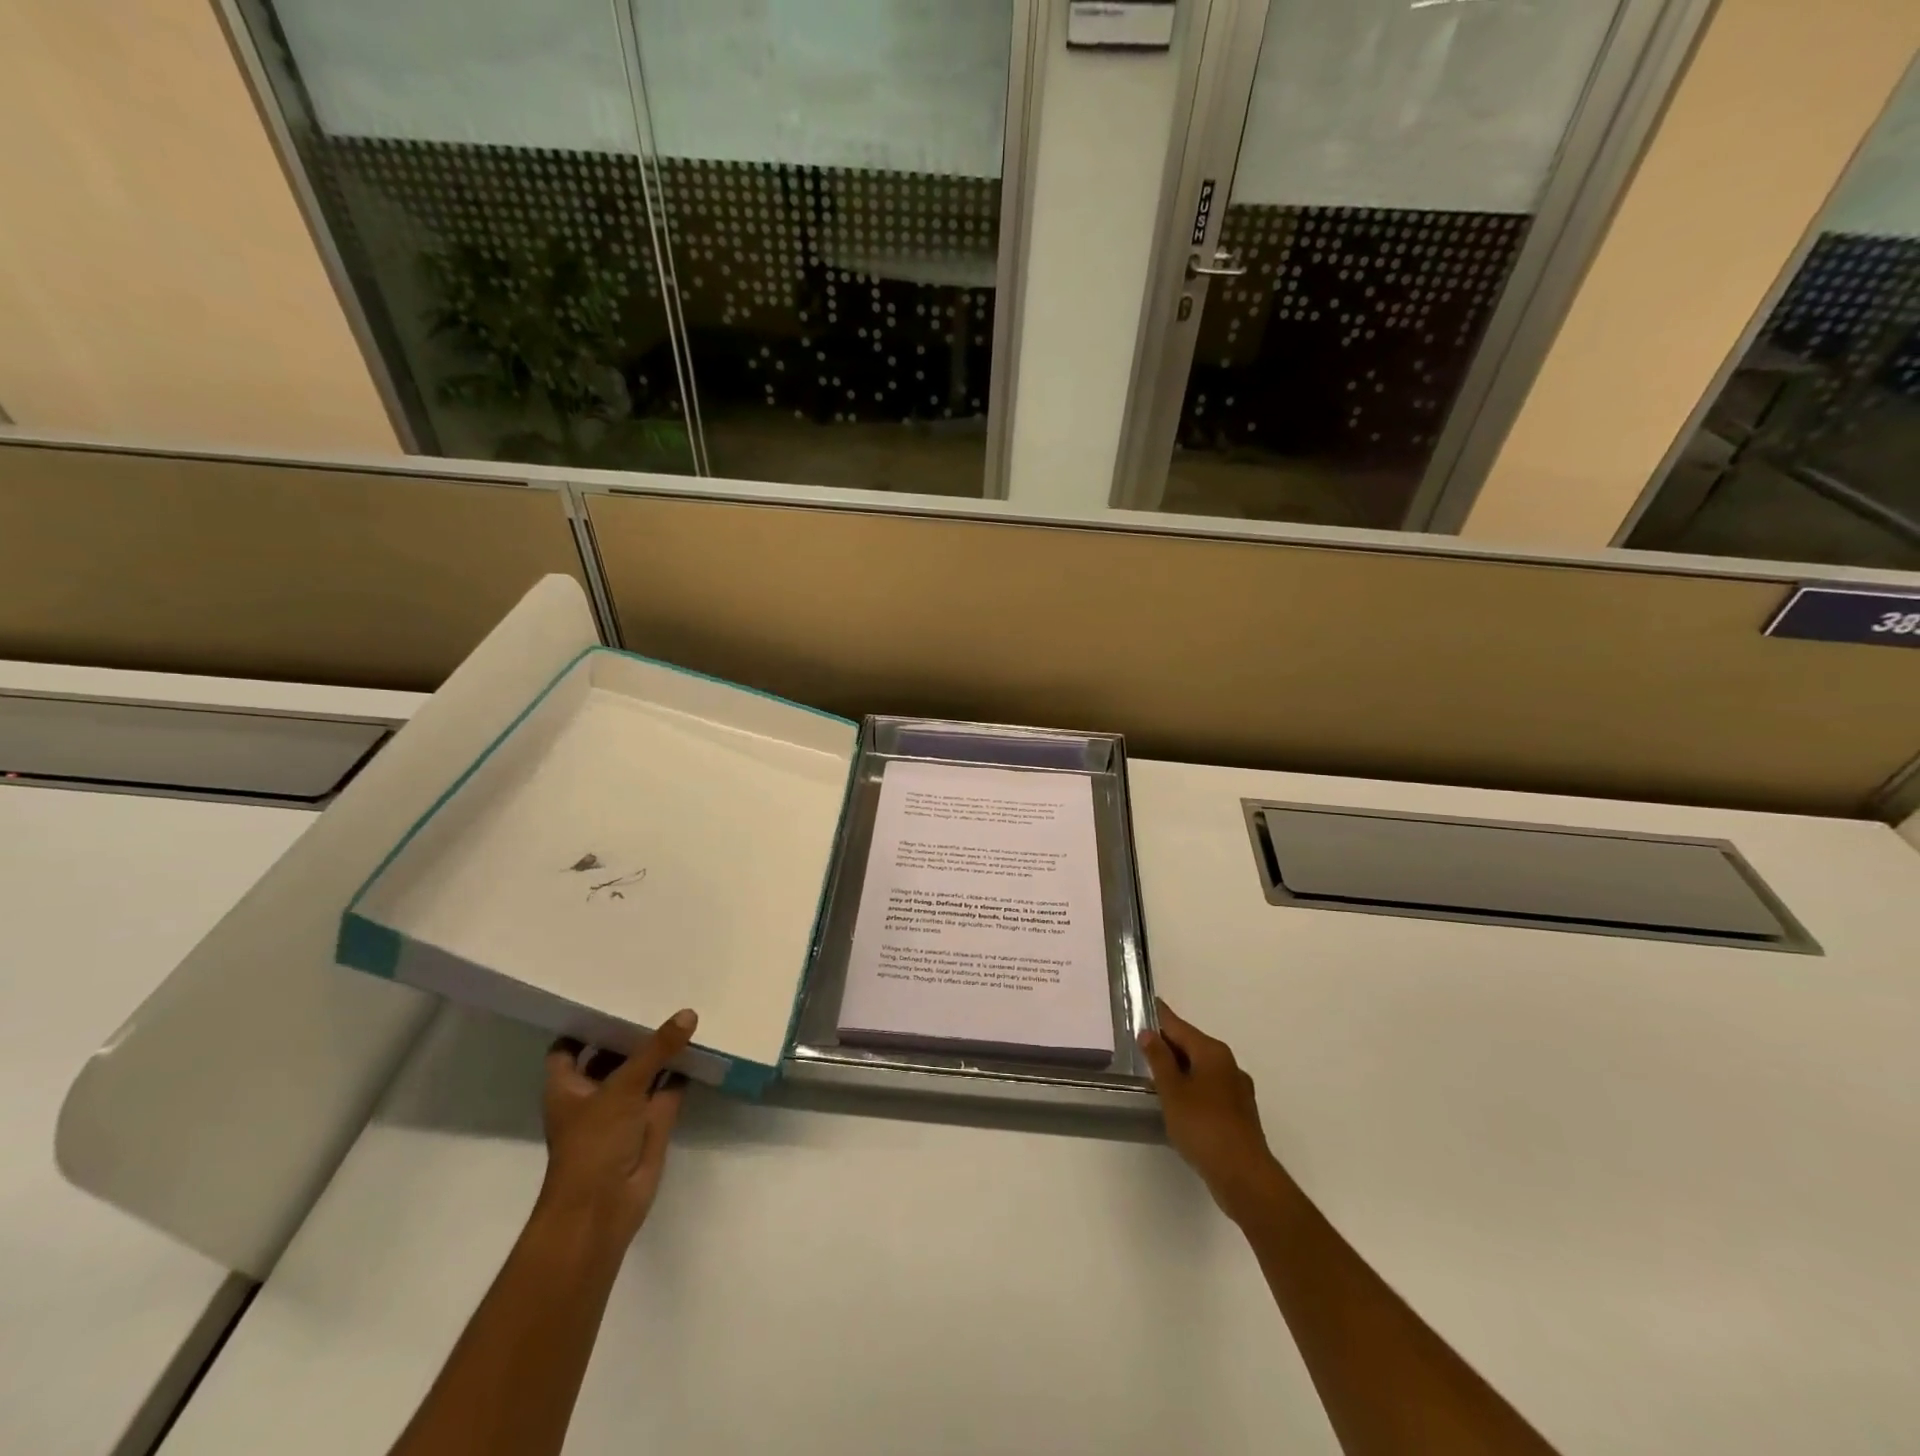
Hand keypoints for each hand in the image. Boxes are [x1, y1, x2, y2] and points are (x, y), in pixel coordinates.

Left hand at [536, 1009, 697, 1249]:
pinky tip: (700, 1043)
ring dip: (660, 1048)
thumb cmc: (594, 1143)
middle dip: (631, 1030)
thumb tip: (688, 1014)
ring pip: (644, 1069)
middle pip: (611, 1053)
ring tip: (683, 1009)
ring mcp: (624, 1107)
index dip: (585, 1023)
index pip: (569, 1045)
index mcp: (568, 1085)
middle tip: (656, 992)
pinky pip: (669, 1086)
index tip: (609, 994)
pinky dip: (682, 1069)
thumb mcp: (623, 1087)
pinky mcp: (652, 1120)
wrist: (604, 1207)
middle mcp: (594, 1092)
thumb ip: (656, 1049)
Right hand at [1138, 998, 1284, 1224]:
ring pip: (1201, 1069)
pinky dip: (1191, 1087)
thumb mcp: (1172, 1090)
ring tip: (1154, 1072)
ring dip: (1180, 1068)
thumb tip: (1149, 1033)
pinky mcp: (1238, 1113)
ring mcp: (1237, 1090)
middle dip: (1168, 1043)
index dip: (1160, 1016)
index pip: (1179, 1026)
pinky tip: (1178, 1102)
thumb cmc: (1203, 1126)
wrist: (1244, 1176)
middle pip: (1192, 1045)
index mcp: (1212, 1052)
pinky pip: (1209, 1089)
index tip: (1147, 1003)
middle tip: (1142, 1041)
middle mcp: (1228, 1064)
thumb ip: (1159, 1059)